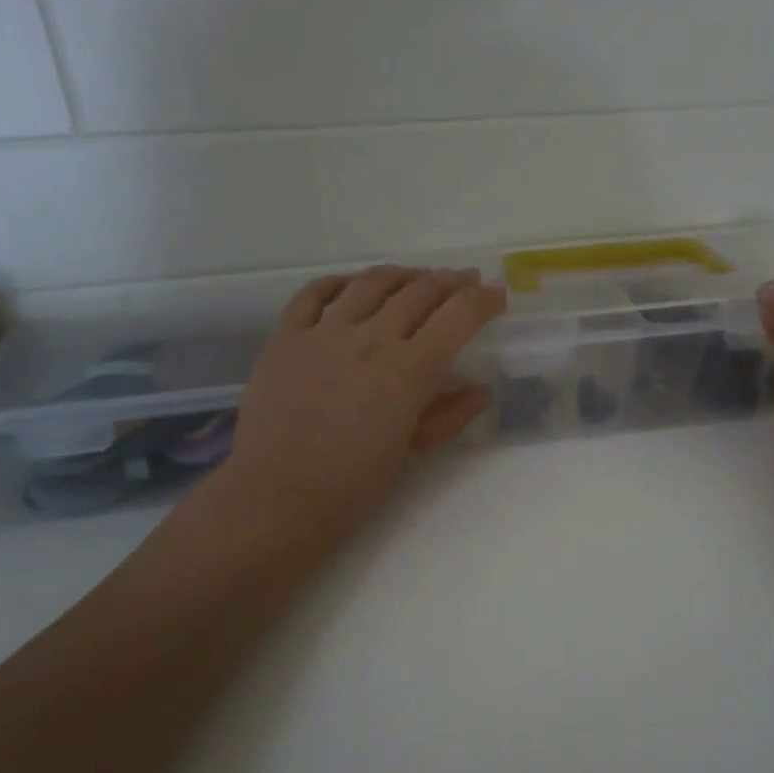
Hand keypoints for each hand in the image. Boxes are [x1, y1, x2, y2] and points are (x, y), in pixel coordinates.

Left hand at [198, 265, 505, 567]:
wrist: (276, 497)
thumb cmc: (352, 486)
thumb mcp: (410, 453)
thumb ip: (447, 416)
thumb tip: (480, 392)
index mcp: (407, 371)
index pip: (457, 318)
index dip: (483, 300)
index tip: (497, 295)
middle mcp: (370, 338)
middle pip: (419, 291)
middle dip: (450, 281)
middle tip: (465, 282)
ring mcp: (324, 332)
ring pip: (371, 283)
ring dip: (403, 275)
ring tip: (417, 279)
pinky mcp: (286, 336)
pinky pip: (314, 293)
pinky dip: (340, 281)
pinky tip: (353, 285)